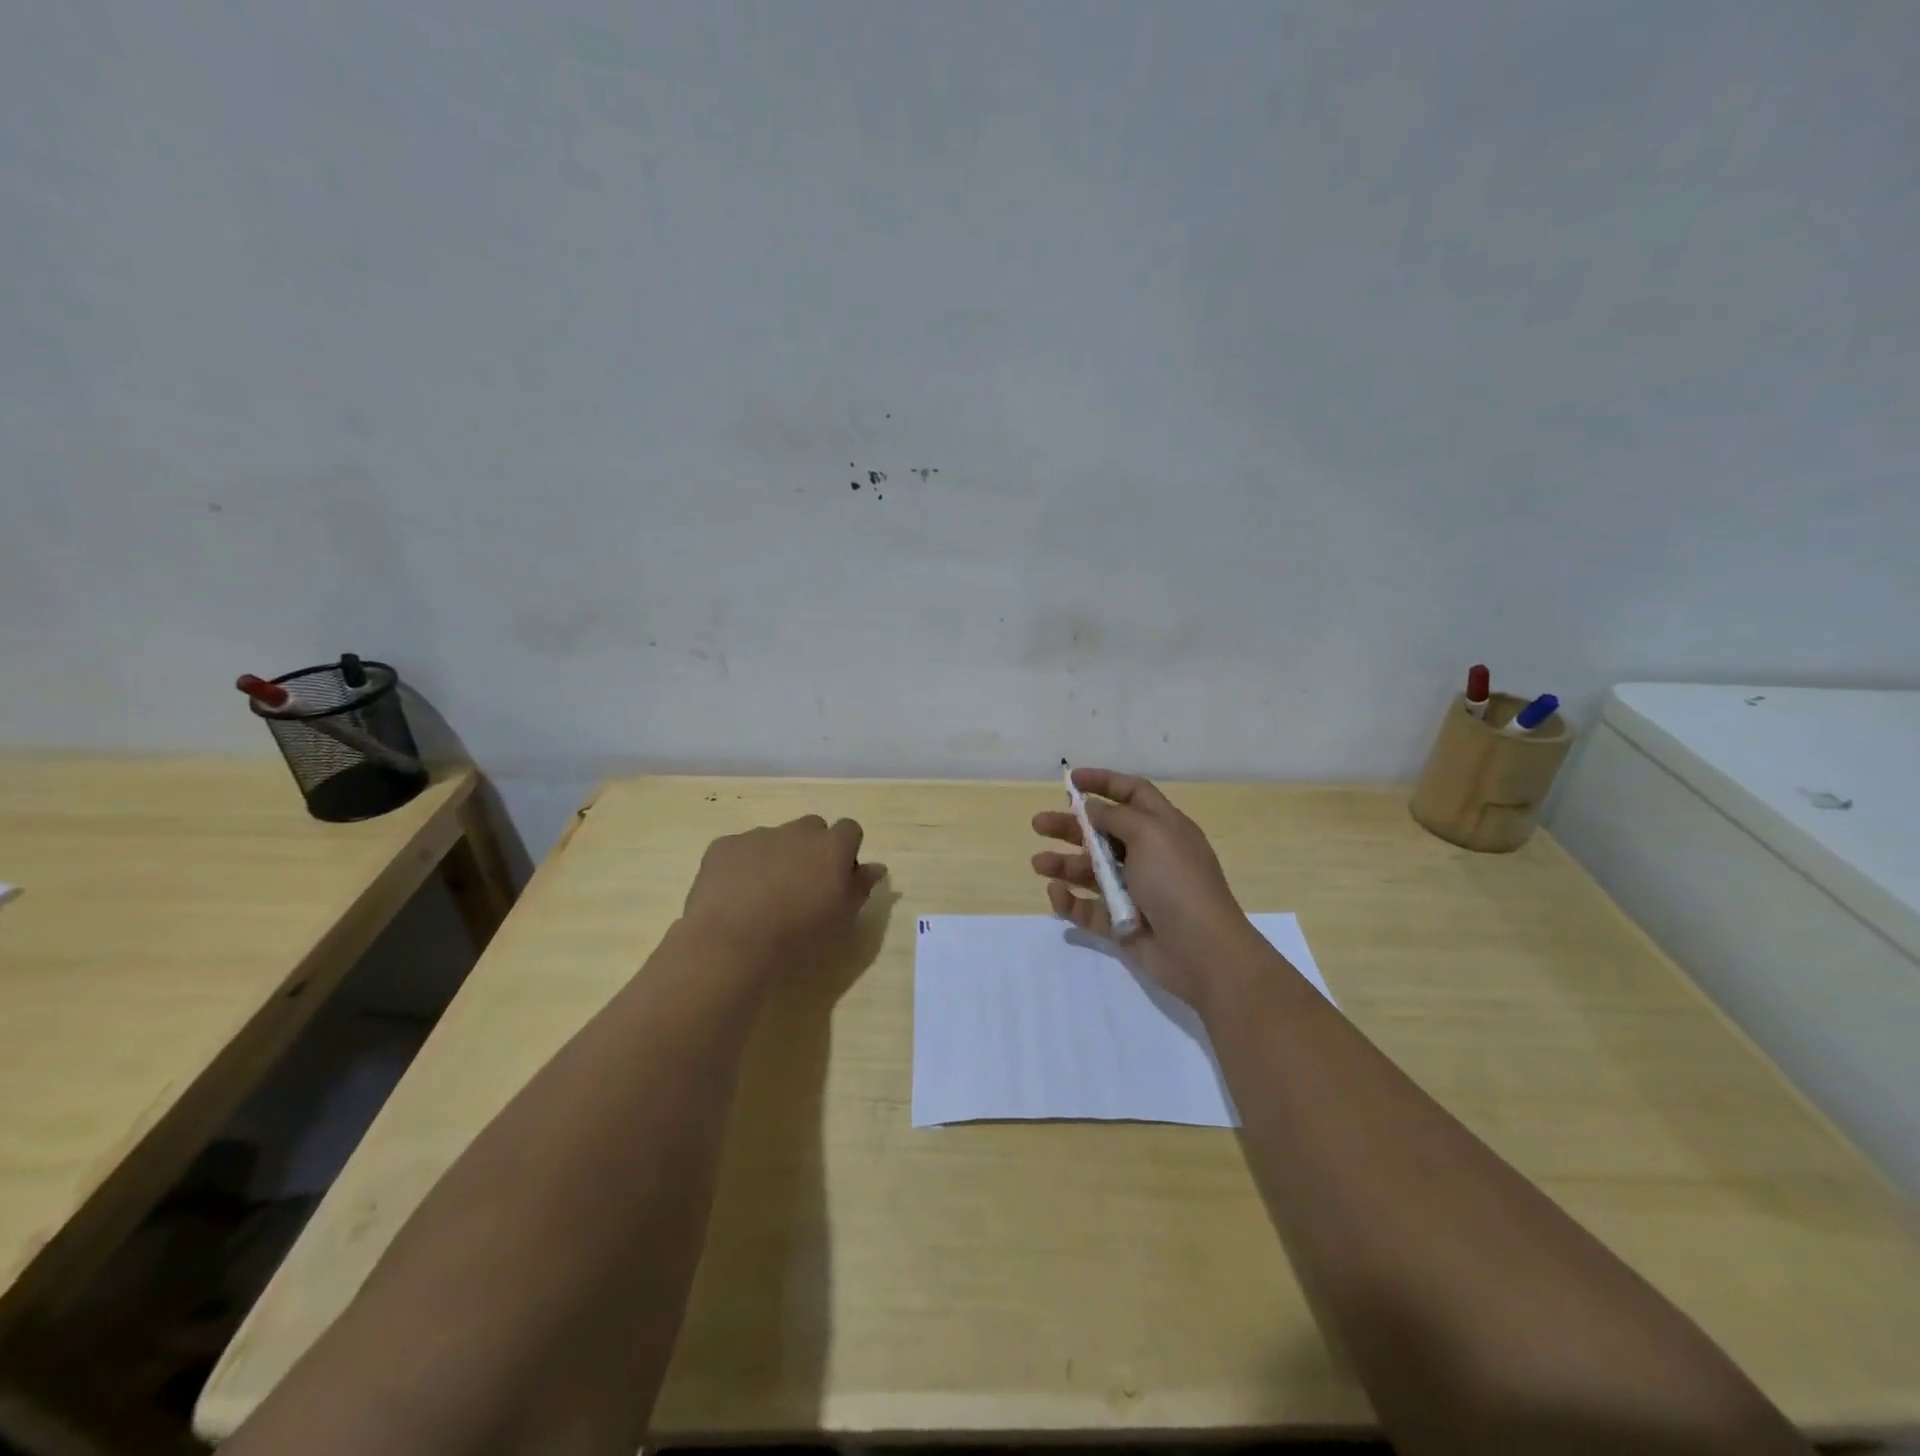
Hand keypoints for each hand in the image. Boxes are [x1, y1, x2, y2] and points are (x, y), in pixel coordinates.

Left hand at [682, 815, 886, 976]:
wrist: (732, 944)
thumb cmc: (799, 937)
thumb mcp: (843, 919)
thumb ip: (861, 886)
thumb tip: (876, 866)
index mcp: (832, 847)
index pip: (850, 829)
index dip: (846, 850)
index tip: (838, 878)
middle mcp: (797, 831)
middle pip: (812, 828)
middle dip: (811, 849)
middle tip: (802, 886)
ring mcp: (758, 835)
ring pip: (774, 838)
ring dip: (776, 857)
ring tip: (762, 897)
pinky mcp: (723, 846)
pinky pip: (739, 849)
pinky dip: (741, 866)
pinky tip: (734, 896)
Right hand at [1031, 769, 1250, 1003]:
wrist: (1202, 951)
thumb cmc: (1177, 882)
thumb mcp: (1150, 835)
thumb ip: (1116, 817)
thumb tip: (1092, 807)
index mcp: (1163, 828)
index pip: (1133, 793)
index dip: (1104, 782)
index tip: (1072, 779)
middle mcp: (1149, 856)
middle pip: (1103, 832)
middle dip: (1071, 826)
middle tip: (1038, 824)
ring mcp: (1135, 891)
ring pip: (1091, 871)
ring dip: (1064, 864)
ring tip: (1038, 863)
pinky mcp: (1122, 923)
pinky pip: (1089, 908)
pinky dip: (1071, 901)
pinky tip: (1056, 893)